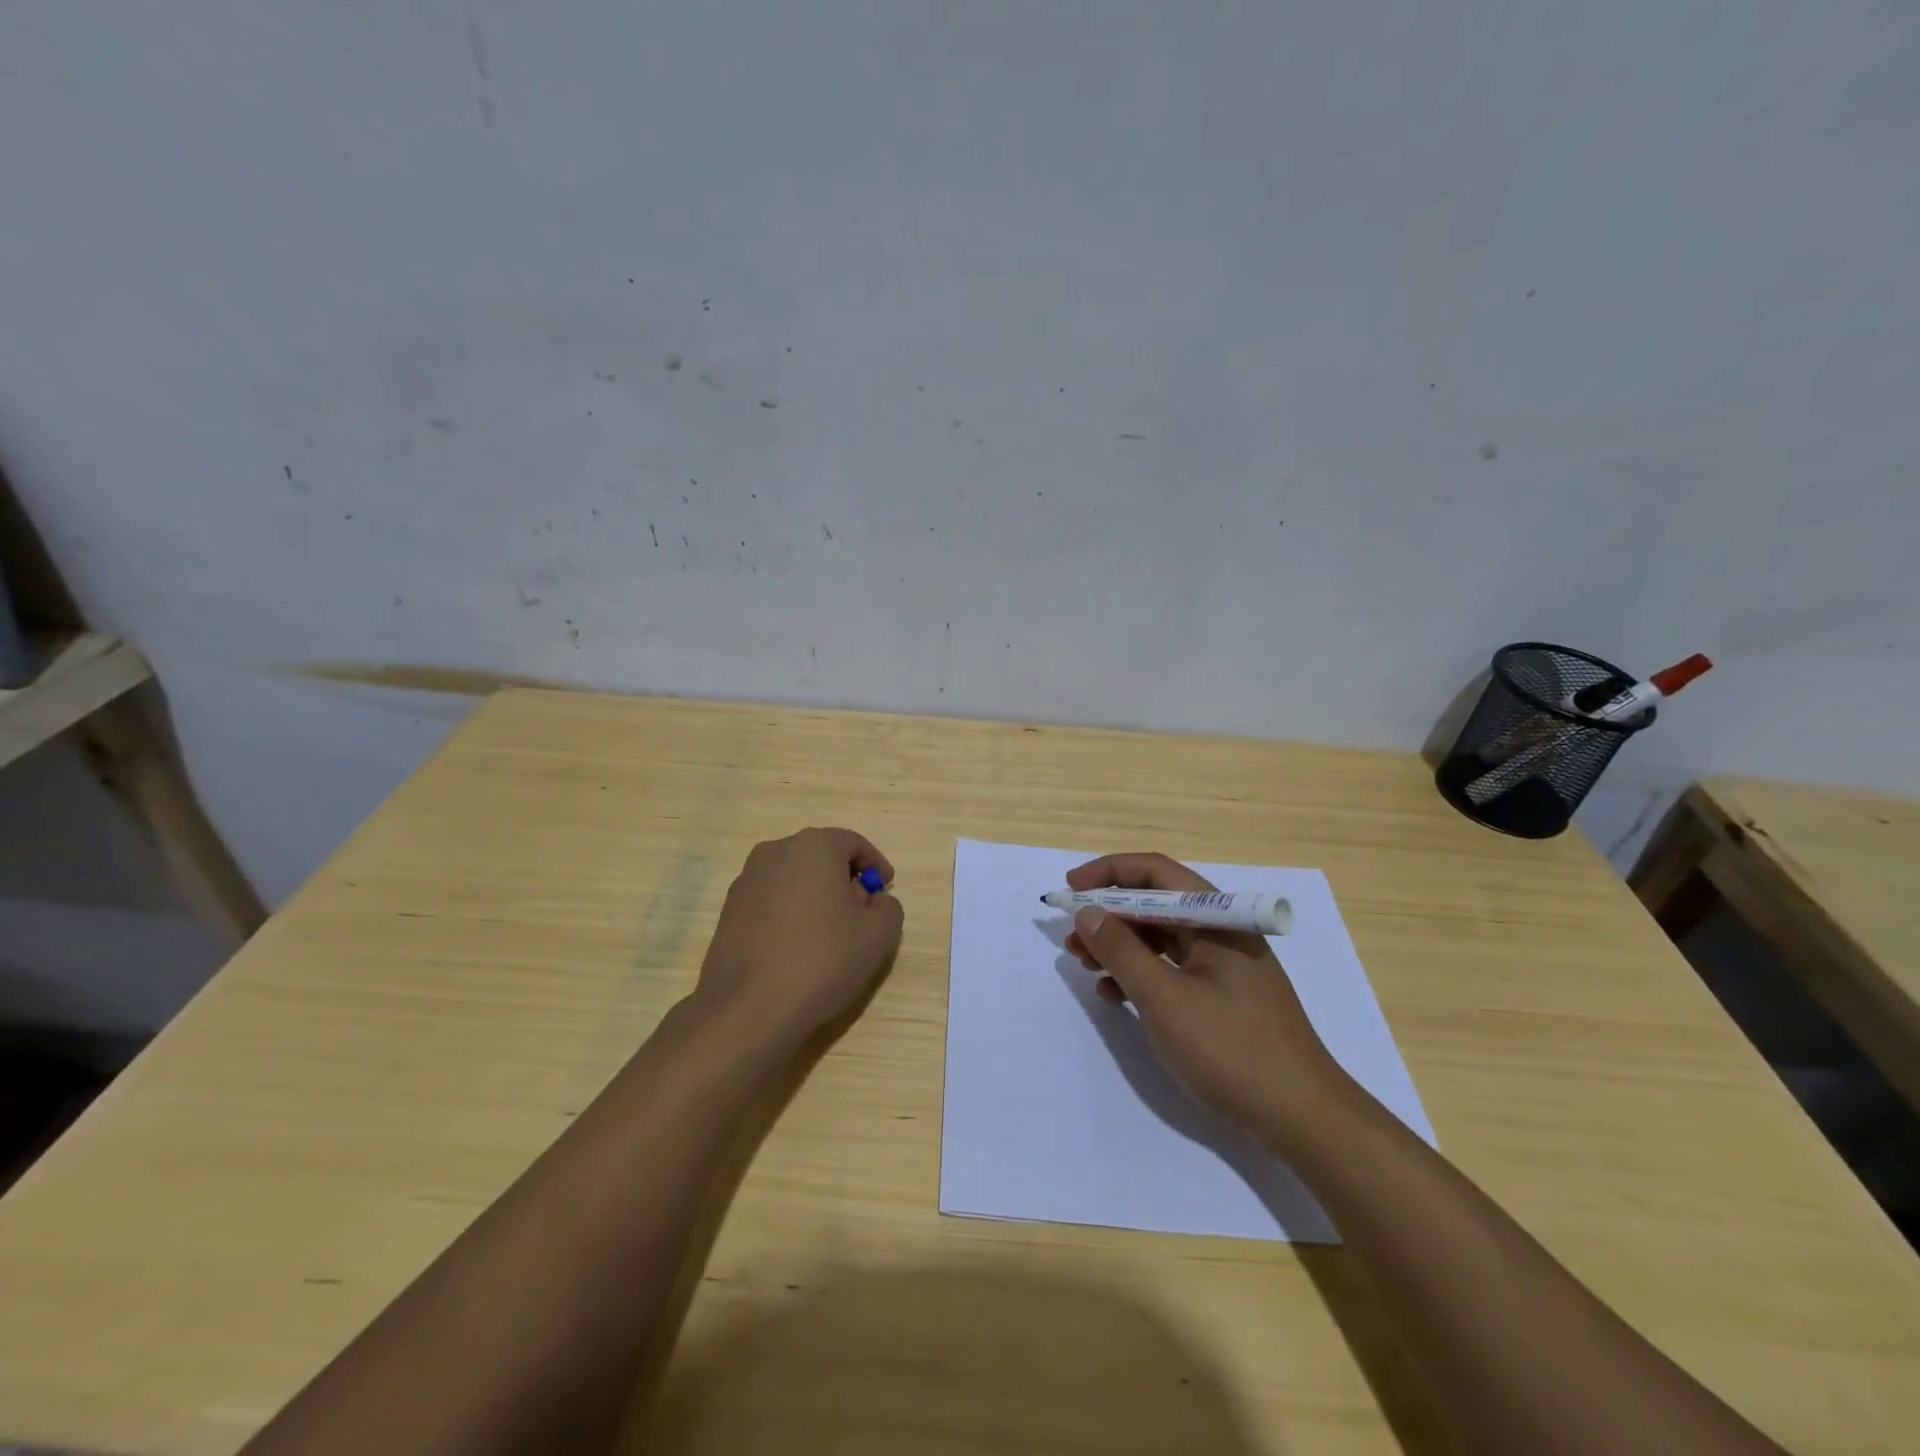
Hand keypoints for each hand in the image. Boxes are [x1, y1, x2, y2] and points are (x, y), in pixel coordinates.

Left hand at [694, 828, 904, 1047]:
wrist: (747, 1008)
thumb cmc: (821, 960)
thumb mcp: (878, 936)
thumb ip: (888, 908)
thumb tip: (875, 902)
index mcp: (813, 846)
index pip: (853, 843)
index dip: (875, 865)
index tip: (884, 891)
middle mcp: (775, 852)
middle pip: (821, 857)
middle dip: (845, 880)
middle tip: (861, 915)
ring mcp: (746, 880)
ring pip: (794, 878)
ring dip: (816, 897)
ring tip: (829, 936)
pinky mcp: (729, 910)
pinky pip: (771, 900)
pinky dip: (790, 913)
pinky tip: (798, 949)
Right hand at [1063, 852, 1347, 1146]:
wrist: (1302, 1119)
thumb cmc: (1231, 1049)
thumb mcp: (1164, 998)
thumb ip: (1121, 951)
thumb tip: (1087, 912)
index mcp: (1217, 919)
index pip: (1156, 873)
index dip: (1108, 872)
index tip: (1070, 889)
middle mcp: (1222, 932)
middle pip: (1157, 904)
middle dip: (1109, 914)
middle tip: (1072, 935)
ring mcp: (1224, 966)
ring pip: (1161, 938)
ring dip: (1120, 946)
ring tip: (1084, 964)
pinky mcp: (1223, 996)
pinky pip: (1172, 969)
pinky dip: (1141, 975)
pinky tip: (1115, 995)